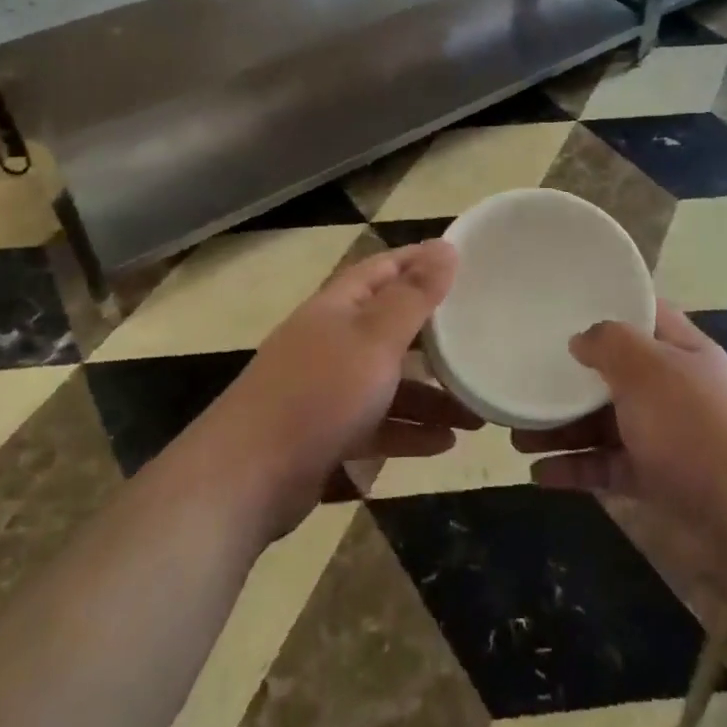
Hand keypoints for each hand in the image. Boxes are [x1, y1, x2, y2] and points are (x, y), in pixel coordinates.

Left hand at [209, 240, 480, 531]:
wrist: (245, 479)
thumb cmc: (318, 394)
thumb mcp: (375, 338)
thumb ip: (413, 296)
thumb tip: (445, 247)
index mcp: (338, 306)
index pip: (384, 269)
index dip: (421, 261)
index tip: (466, 262)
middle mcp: (331, 341)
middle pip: (391, 328)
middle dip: (436, 338)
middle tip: (481, 342)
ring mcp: (326, 390)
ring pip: (389, 382)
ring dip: (431, 395)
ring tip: (478, 413)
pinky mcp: (326, 434)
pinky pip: (378, 425)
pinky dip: (409, 431)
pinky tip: (445, 444)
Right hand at [513, 302, 726, 523]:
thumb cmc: (695, 429)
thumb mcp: (649, 370)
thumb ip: (610, 344)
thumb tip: (581, 338)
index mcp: (682, 350)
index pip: (643, 314)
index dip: (607, 306)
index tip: (563, 306)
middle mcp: (675, 388)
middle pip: (615, 373)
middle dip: (569, 378)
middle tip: (525, 378)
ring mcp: (668, 436)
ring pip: (606, 422)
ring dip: (563, 427)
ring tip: (516, 433)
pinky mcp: (659, 480)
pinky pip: (609, 466)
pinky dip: (576, 468)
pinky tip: (539, 475)